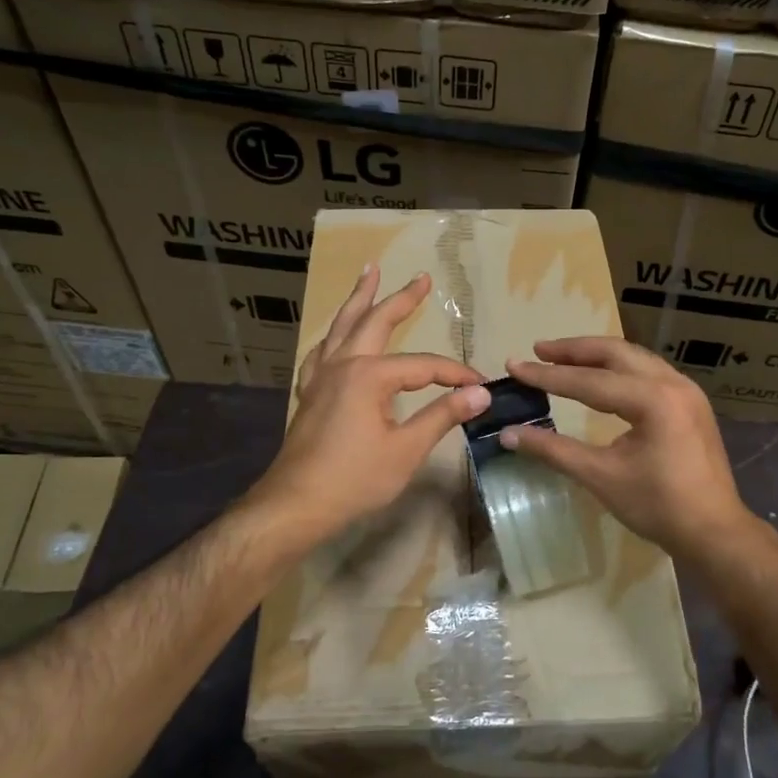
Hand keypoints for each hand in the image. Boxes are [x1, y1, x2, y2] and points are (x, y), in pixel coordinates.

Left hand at [245, 265, 488, 550]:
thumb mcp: (406, 449)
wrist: (296, 504)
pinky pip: (322, 352)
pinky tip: (335, 335)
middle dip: (401, 299)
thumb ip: (442, 415)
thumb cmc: (355, 479)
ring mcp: (321, 376)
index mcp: (369, 375)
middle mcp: (343, 365)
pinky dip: (333, 335)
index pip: (424, 366)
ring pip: (343, 327)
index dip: (455, 374)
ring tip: (369, 273)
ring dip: (359, 299)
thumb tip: (480, 393)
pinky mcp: (310, 393)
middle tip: (421, 278)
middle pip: (376, 322)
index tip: (480, 385)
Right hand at [500, 337, 753, 560]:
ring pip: (634, 358)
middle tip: (539, 350)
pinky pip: (648, 371)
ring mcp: (686, 390)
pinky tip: (601, 377)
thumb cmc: (657, 506)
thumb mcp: (601, 476)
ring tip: (563, 358)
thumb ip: (553, 450)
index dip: (547, 376)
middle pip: (615, 352)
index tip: (515, 366)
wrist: (715, 531)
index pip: (588, 381)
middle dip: (574, 350)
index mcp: (652, 399)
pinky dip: (619, 368)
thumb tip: (508, 434)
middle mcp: (671, 383)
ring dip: (597, 355)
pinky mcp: (690, 403)